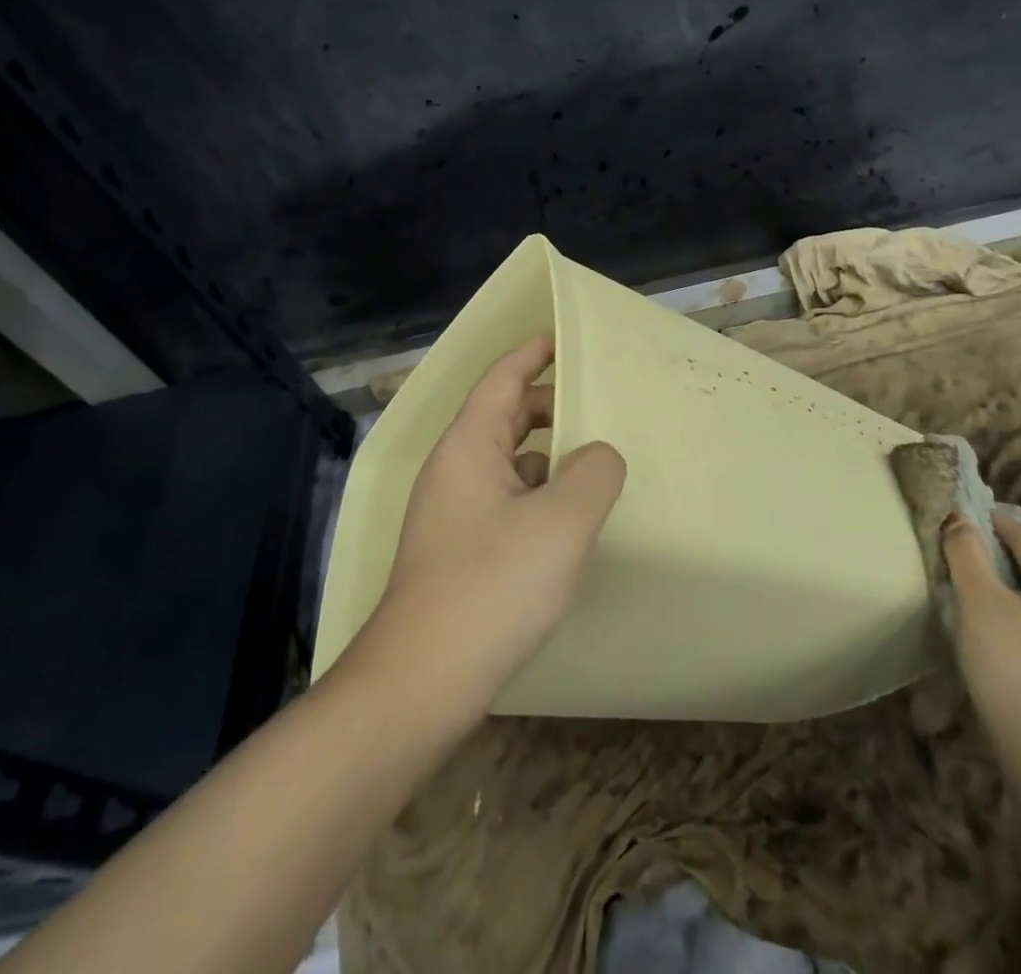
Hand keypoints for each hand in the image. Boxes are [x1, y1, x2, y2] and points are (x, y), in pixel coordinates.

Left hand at [353, 334, 626, 720]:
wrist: (420, 684)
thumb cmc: (490, 587)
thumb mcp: (560, 522)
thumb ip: (594, 473)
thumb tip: (599, 456)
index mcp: (469, 446)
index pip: (502, 378)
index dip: (534, 352)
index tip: (566, 337)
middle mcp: (455, 470)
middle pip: (505, 416)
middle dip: (551, 405)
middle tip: (600, 405)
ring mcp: (453, 514)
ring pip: (508, 462)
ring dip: (549, 456)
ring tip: (596, 463)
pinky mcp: (460, 552)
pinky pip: (506, 501)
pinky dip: (539, 495)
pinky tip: (569, 521)